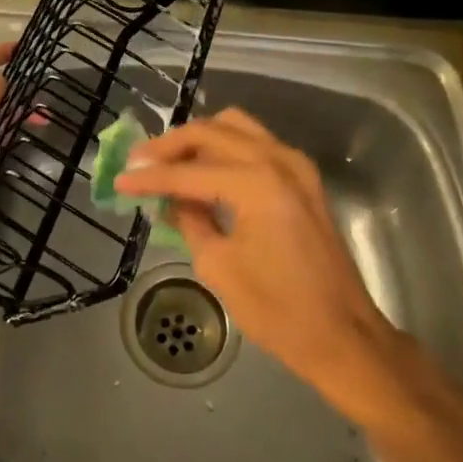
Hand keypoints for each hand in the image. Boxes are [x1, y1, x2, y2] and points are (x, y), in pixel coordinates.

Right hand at [115, 109, 400, 408]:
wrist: (342, 334)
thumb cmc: (278, 311)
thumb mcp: (219, 267)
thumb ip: (191, 221)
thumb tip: (173, 199)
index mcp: (257, 184)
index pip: (190, 171)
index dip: (150, 177)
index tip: (120, 179)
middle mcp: (279, 160)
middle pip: (213, 131)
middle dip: (172, 145)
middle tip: (140, 162)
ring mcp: (296, 165)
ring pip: (237, 127)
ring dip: (200, 139)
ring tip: (170, 162)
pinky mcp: (304, 178)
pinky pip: (257, 144)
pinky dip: (226, 148)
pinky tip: (204, 170)